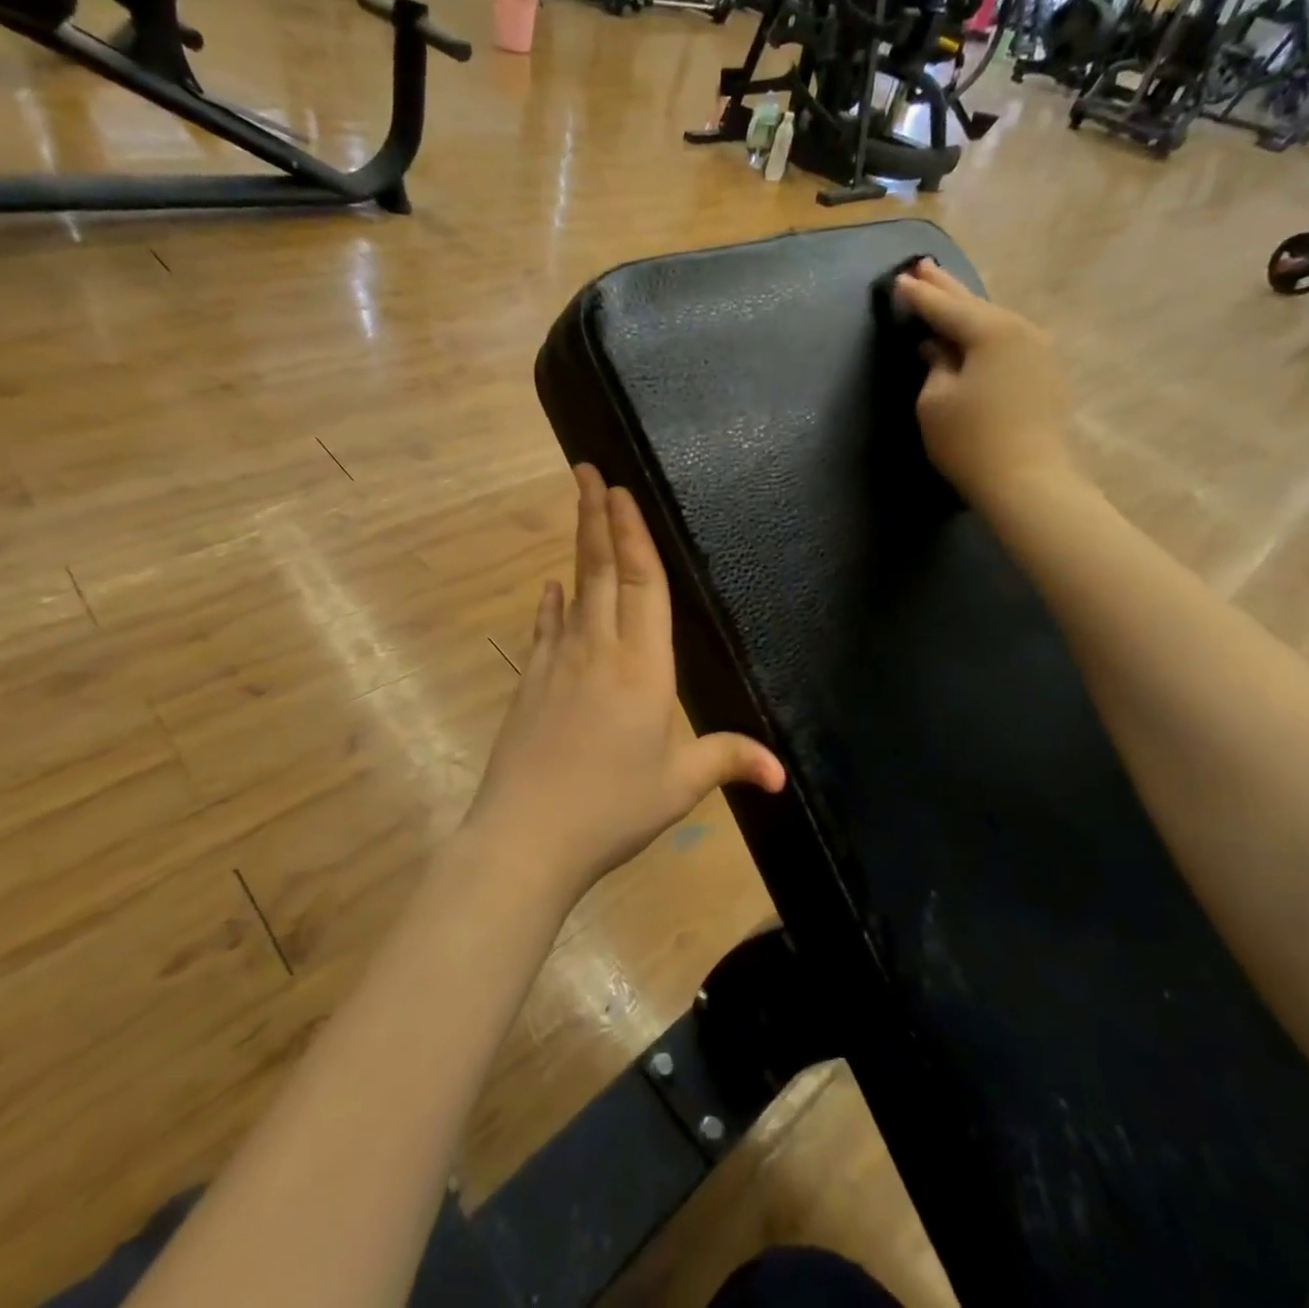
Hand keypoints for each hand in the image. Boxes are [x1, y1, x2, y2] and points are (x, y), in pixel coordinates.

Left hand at [465, 465, 785, 900]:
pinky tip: (550, 588)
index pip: (641, 584)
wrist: (526, 837)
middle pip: (600, 570)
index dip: (632, 535)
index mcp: (643, 666)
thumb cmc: (612, 808)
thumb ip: (728, 761)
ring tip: (577, 507)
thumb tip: (782, 773)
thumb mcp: (679, 785)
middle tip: (587, 470)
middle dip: (596, 516)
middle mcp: (599, 649)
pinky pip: (544, 629)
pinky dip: (549, 603)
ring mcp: (558, 662)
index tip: (619, 491)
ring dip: (575, 545)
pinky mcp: (531, 681)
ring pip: (572, 589)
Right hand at [894, 260, 1075, 505]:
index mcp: (992, 331)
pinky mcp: (1044, 373)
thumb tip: (937, 348)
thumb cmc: (970, 440)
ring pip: (993, 321)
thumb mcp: (935, 401)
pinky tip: (973, 333)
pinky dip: (984, 332)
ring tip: (946, 293)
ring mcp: (1038, 350)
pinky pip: (1007, 341)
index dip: (919, 296)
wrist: (1027, 480)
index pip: (945, 308)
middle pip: (974, 305)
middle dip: (946, 288)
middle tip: (923, 266)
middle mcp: (1021, 330)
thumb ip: (934, 365)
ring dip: (967, 308)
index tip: (899, 280)